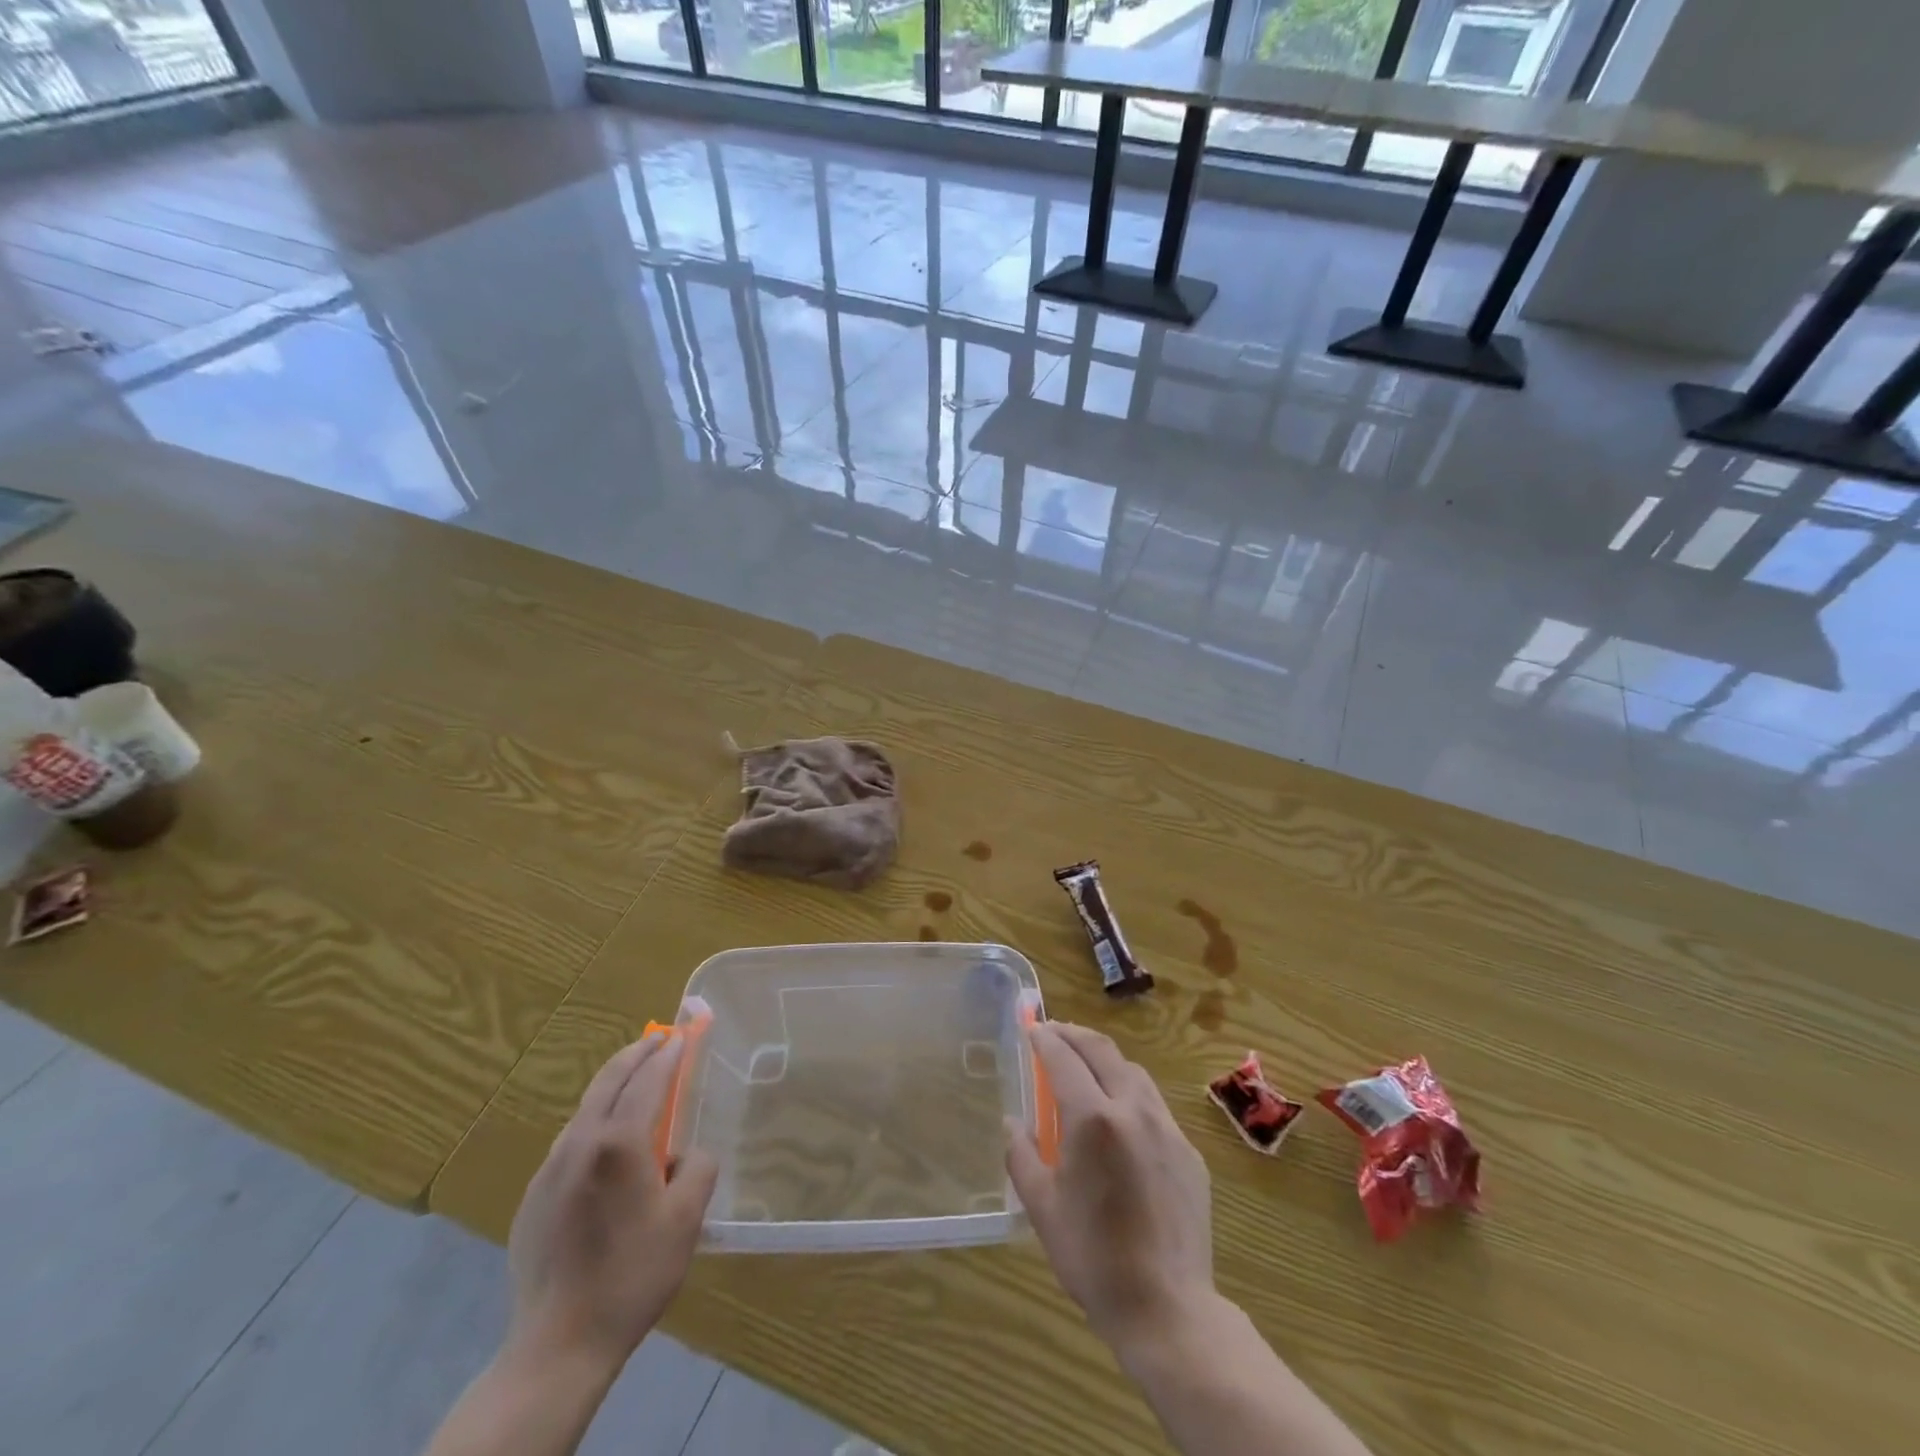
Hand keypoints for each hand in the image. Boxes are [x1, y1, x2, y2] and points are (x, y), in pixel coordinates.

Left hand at [505, 1030, 718, 1371]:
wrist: (558, 1345)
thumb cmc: (632, 1275)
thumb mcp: (686, 1219)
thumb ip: (698, 1168)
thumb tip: (685, 1154)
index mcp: (619, 1143)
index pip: (648, 1080)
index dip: (669, 1055)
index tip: (682, 1036)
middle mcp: (580, 1143)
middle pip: (609, 1081)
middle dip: (636, 1054)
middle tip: (658, 1041)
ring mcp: (550, 1170)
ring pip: (586, 1110)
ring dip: (613, 1087)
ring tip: (636, 1085)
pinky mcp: (533, 1197)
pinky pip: (570, 1143)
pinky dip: (594, 1123)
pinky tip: (607, 1147)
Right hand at [1006, 1023, 1215, 1352]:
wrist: (1168, 1308)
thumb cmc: (1094, 1258)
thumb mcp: (1042, 1207)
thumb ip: (1021, 1155)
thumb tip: (1012, 1123)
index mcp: (1093, 1119)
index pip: (1064, 1059)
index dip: (1045, 1039)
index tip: (1032, 1029)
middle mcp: (1133, 1110)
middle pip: (1102, 1051)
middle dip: (1075, 1035)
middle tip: (1055, 1031)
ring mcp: (1167, 1128)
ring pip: (1133, 1072)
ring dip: (1105, 1059)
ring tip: (1085, 1065)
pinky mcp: (1189, 1152)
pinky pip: (1155, 1105)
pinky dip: (1130, 1092)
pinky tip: (1120, 1116)